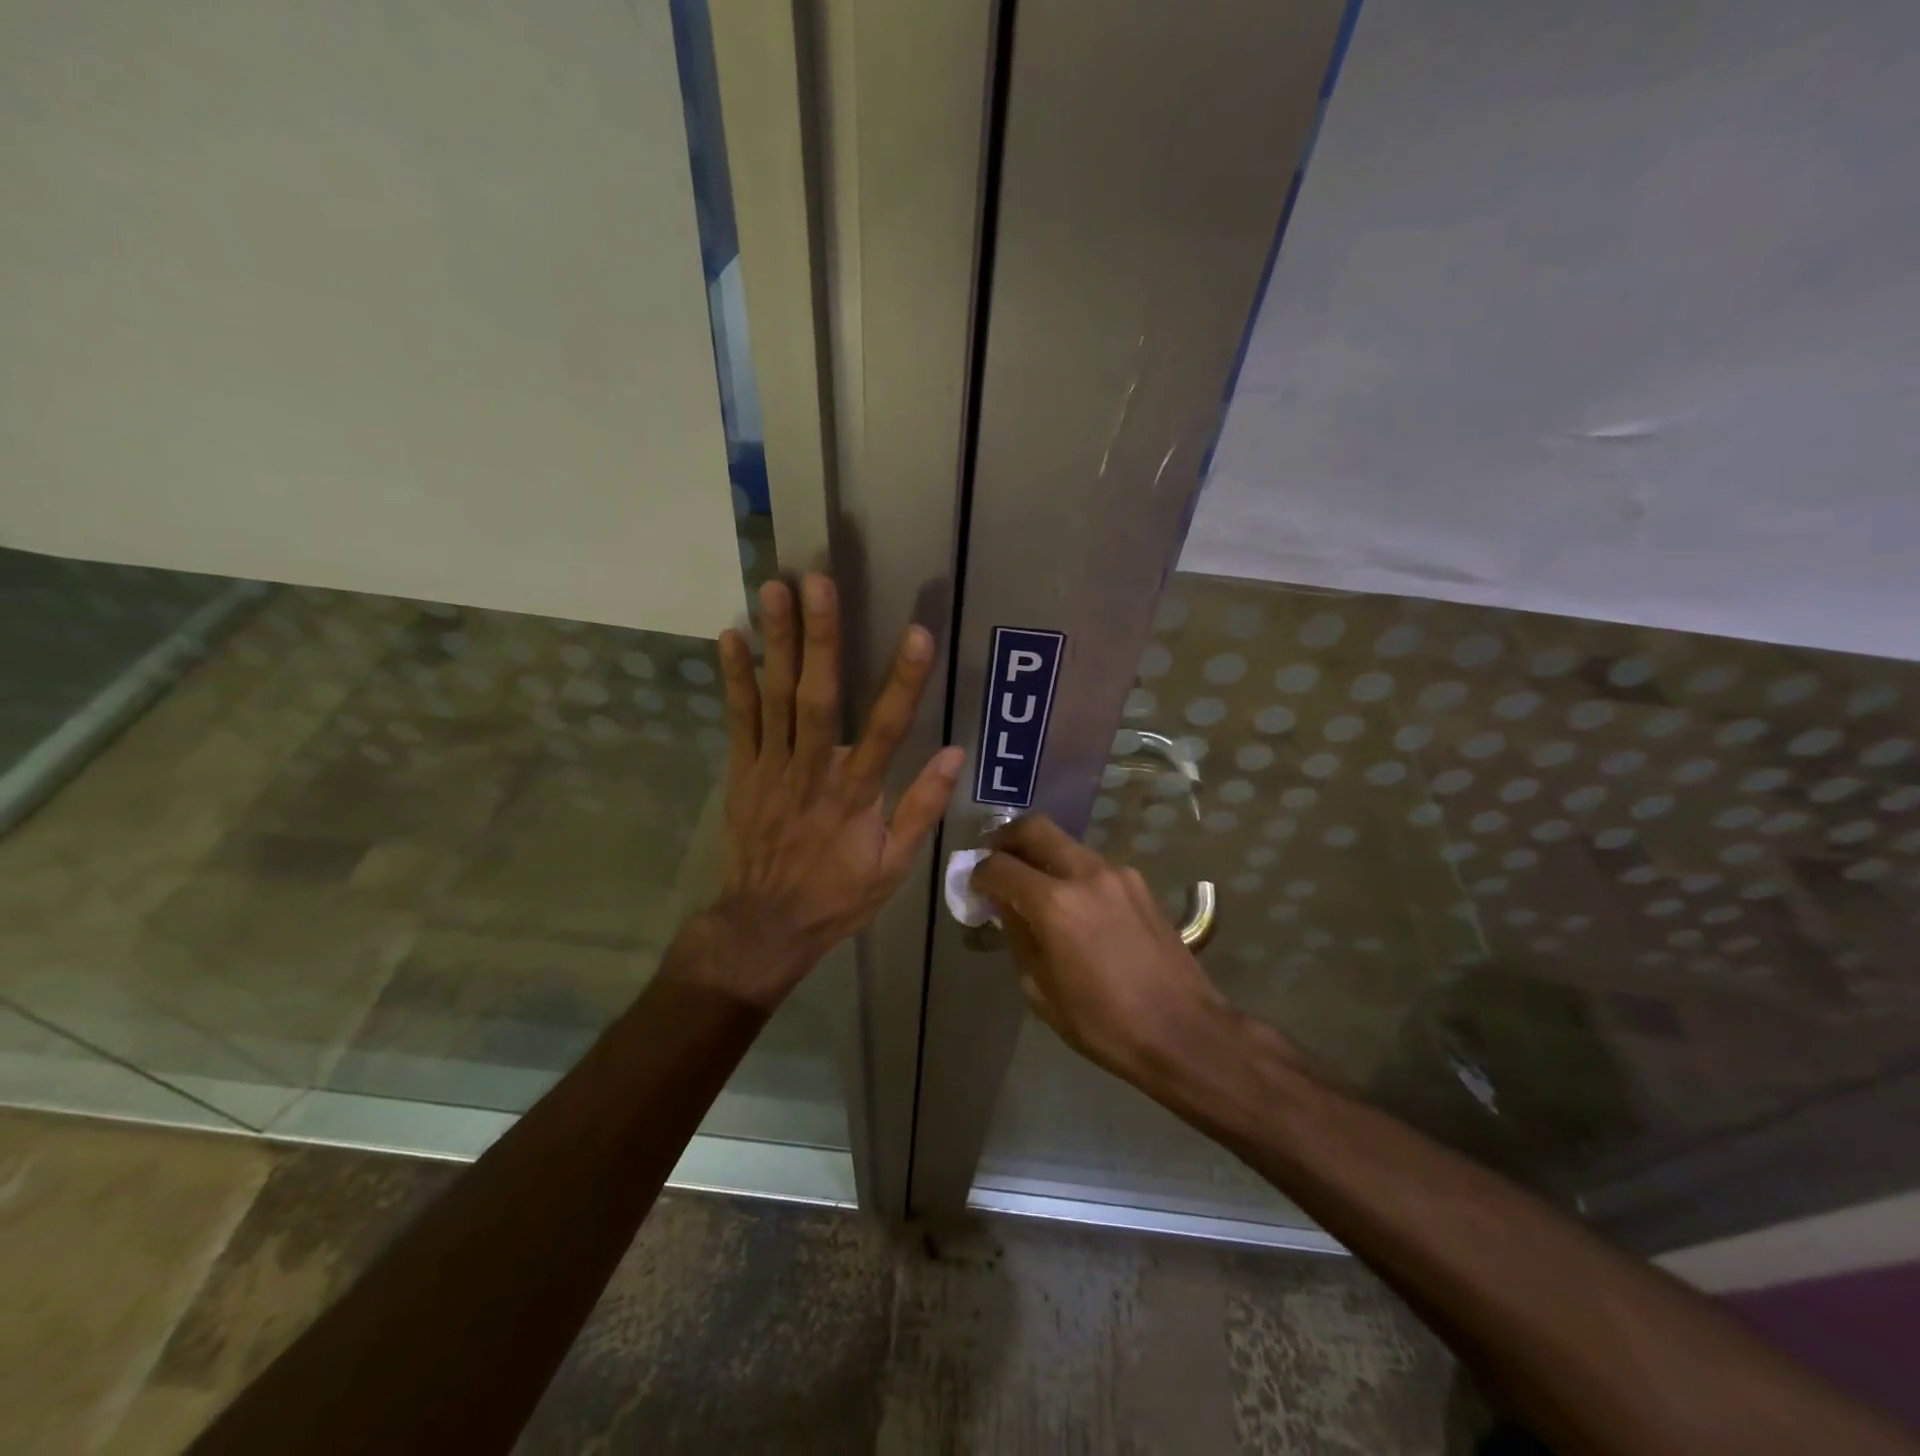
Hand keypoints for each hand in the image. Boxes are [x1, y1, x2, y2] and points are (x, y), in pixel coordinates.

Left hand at [700, 574, 962, 1006]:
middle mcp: (813, 771)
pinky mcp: (742, 771)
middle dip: (821, 638)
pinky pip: (738, 719)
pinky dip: (734, 677)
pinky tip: (731, 636)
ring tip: (774, 588)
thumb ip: (922, 808)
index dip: (903, 681)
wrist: (764, 926)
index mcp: (857, 794)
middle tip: (819, 582)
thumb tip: (955, 754)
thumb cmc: (837, 895)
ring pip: (775, 697)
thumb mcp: (894, 866)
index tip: (916, 634)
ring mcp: (772, 768)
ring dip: (776, 642)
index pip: (887, 729)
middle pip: (818, 697)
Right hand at [973, 815, 1232, 1082]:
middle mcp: (1085, 874)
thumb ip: (1017, 936)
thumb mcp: (1040, 989)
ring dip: (1042, 855)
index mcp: (1054, 903)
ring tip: (1035, 887)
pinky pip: (1093, 865)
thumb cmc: (1102, 1022)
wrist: (1182, 1030)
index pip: (999, 867)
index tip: (975, 888)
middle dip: (1006, 840)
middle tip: (996, 861)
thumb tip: (1005, 906)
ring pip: (1066, 844)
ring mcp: (1117, 873)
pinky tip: (1074, 906)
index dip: (979, 875)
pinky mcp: (1139, 883)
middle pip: (1035, 828)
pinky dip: (1072, 873)